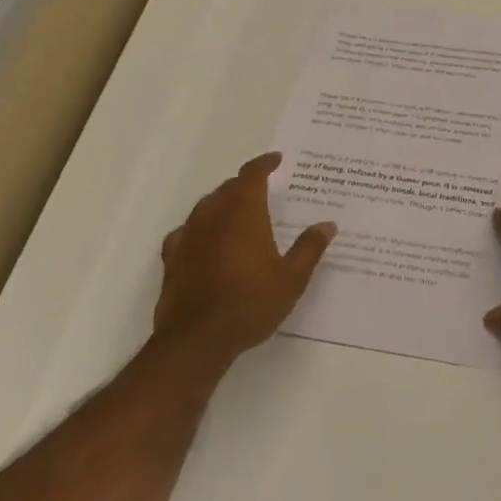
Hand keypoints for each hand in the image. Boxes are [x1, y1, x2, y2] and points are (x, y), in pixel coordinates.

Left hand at [153, 153, 334, 366]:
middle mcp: (214, 214)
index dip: (264, 164)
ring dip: (223, 202)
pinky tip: (204, 239)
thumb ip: (309, 248)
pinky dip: (200, 227)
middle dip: (246, 184)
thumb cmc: (249, 304)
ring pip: (207, 205)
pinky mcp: (172, 257)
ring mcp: (189, 234)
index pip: (252, 174)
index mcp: (244, 212)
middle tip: (263, 189)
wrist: (196, 340)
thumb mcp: (291, 279)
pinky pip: (187, 230)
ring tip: (237, 211)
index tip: (276, 160)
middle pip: (229, 187)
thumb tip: (327, 224)